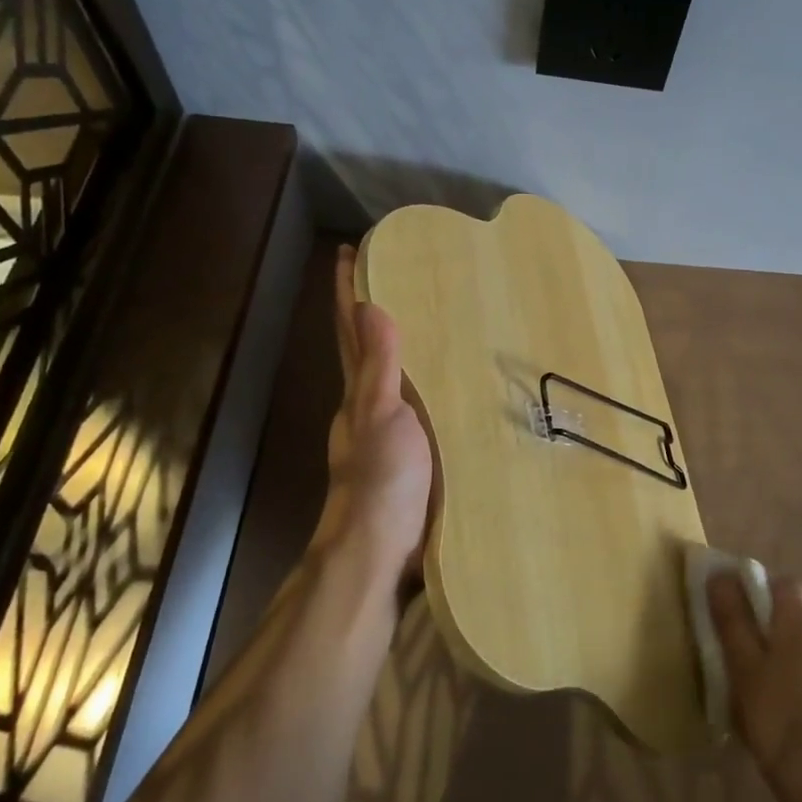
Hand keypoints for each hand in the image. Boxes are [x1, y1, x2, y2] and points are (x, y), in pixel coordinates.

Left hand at [314, 246, 433, 592]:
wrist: (381, 552)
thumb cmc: (381, 480)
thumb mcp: (382, 416)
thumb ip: (380, 367)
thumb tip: (370, 306)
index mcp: (358, 392)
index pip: (351, 331)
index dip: (348, 291)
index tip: (351, 250)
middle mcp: (368, 407)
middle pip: (366, 349)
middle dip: (373, 311)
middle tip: (398, 273)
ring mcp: (388, 433)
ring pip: (393, 377)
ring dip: (402, 345)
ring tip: (431, 317)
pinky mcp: (413, 455)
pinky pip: (420, 405)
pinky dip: (427, 382)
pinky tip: (452, 384)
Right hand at [710, 574, 801, 801]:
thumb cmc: (777, 717)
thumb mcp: (743, 666)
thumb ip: (732, 619)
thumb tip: (721, 575)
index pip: (785, 584)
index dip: (759, 589)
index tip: (736, 611)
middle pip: (794, 621)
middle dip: (766, 631)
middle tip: (738, 658)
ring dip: (782, 664)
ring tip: (756, 695)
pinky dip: (797, 691)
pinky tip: (781, 722)